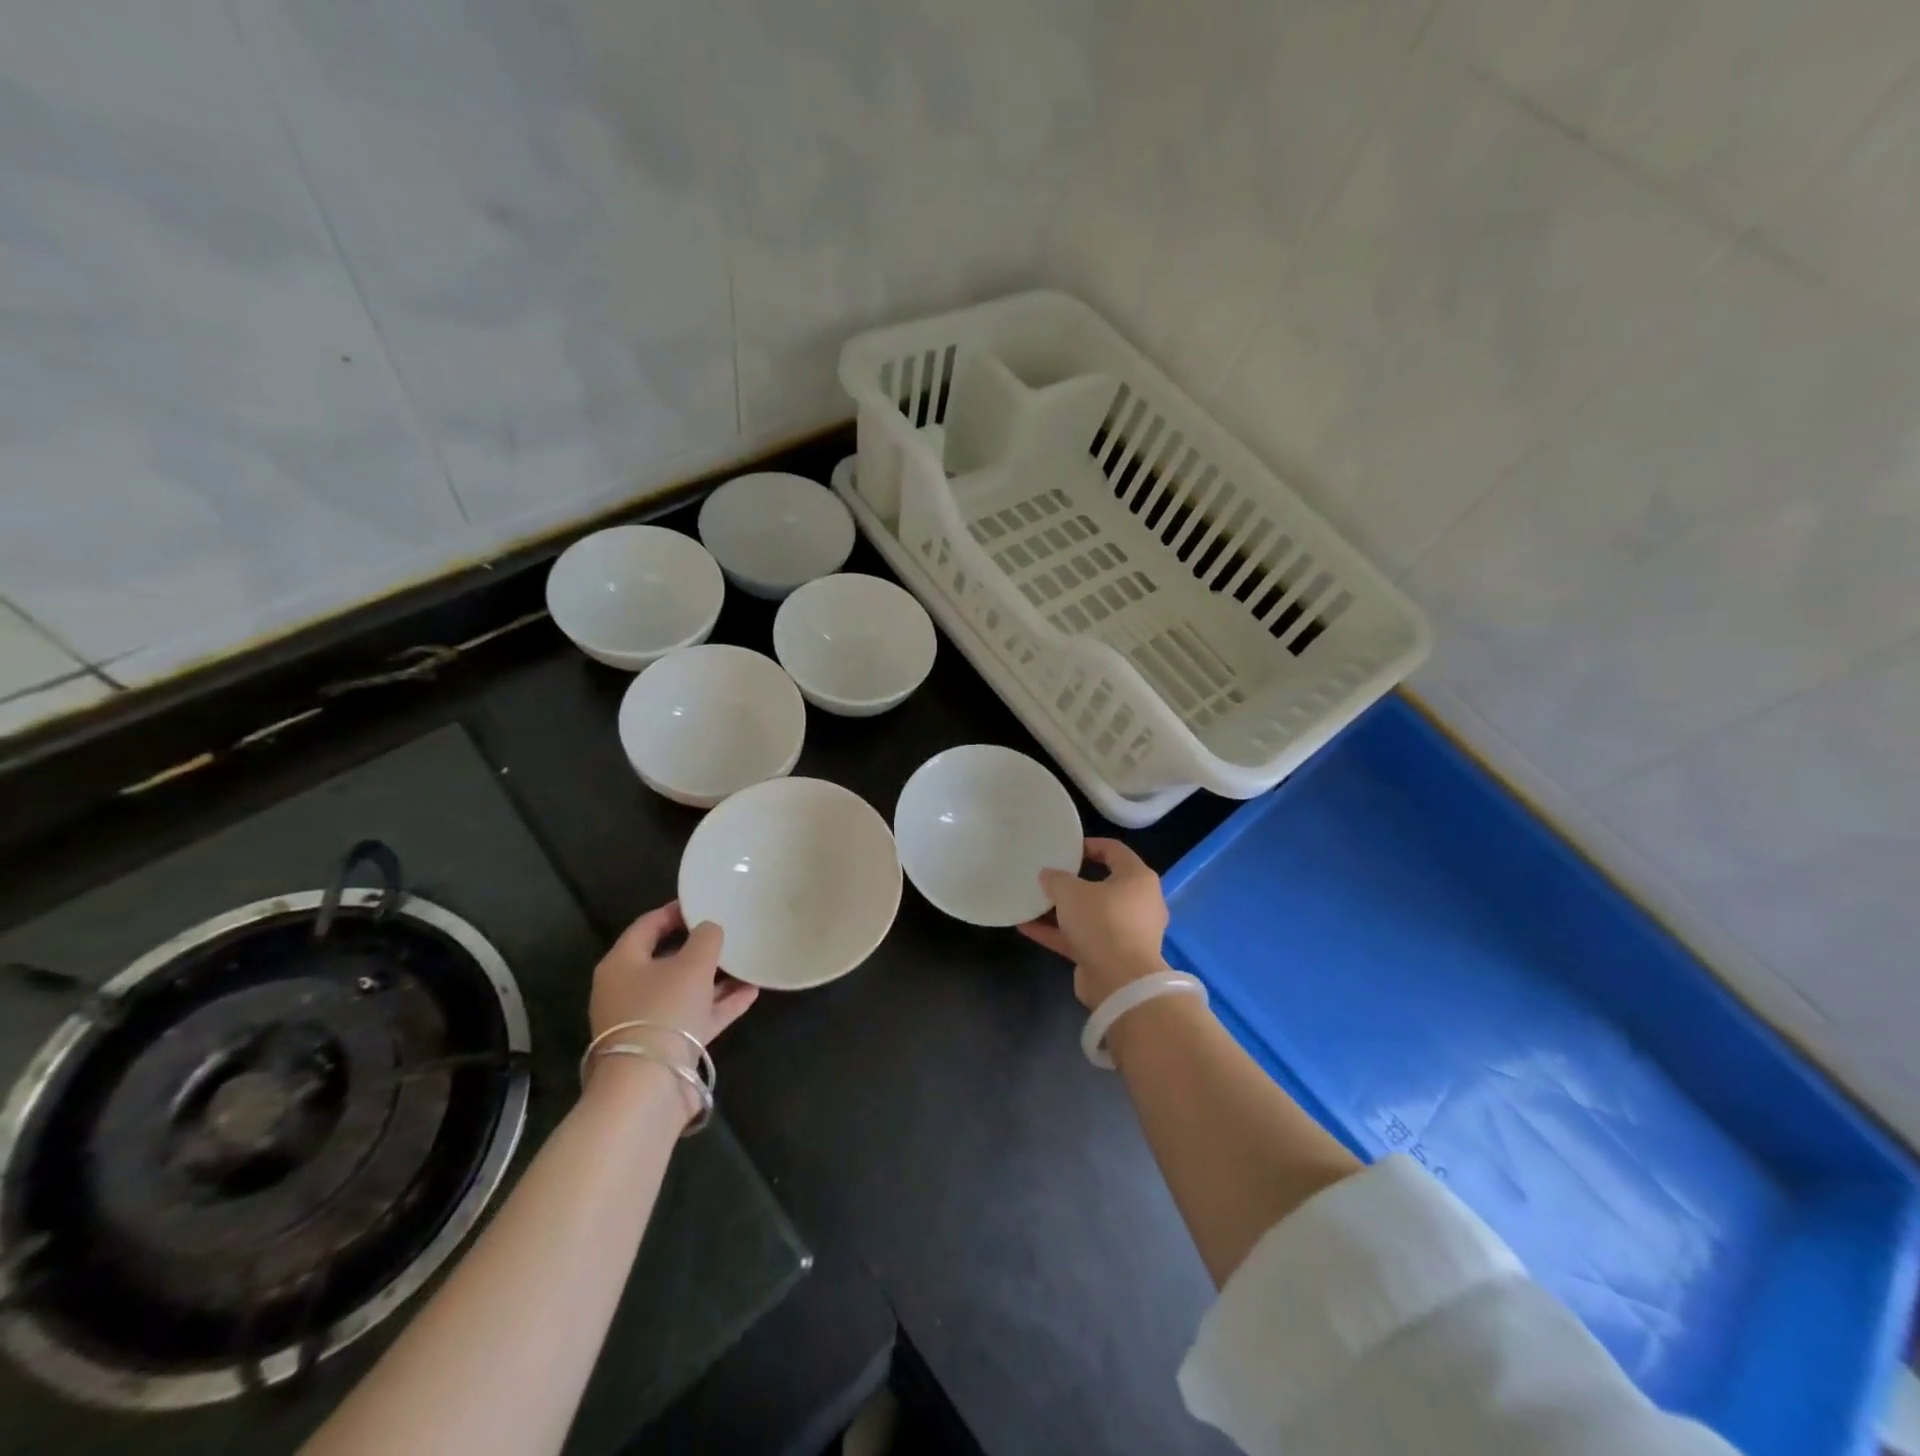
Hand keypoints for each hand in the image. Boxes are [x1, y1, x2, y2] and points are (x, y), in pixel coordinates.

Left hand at [589, 901, 757, 1052]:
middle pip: (665, 959)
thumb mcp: (692, 964)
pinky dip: (720, 1004)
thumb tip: (709, 928)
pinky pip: (696, 1016)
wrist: (648, 1088)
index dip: (675, 911)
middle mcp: (628, 990)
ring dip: (715, 977)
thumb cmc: (664, 1011)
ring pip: (684, 989)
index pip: (647, 925)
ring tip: (746, 962)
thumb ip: (706, 938)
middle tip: (727, 932)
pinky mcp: (666, 1047)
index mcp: (622, 963)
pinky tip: (750, 992)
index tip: (704, 902)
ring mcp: (646, 1021)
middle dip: (698, 946)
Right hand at [1017, 838, 1169, 1008]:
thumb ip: (1056, 879)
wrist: (1120, 982)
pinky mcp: (1111, 956)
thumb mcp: (1071, 892)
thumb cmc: (1102, 922)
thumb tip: (1048, 876)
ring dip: (1061, 910)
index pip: (1114, 851)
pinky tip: (1026, 927)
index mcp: (1137, 879)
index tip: (1066, 847)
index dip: (1090, 845)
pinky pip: (1081, 938)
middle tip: (1049, 875)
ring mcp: (1125, 932)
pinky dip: (1057, 932)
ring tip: (1032, 901)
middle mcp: (1137, 903)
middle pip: (1102, 884)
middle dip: (1073, 881)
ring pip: (1089, 914)